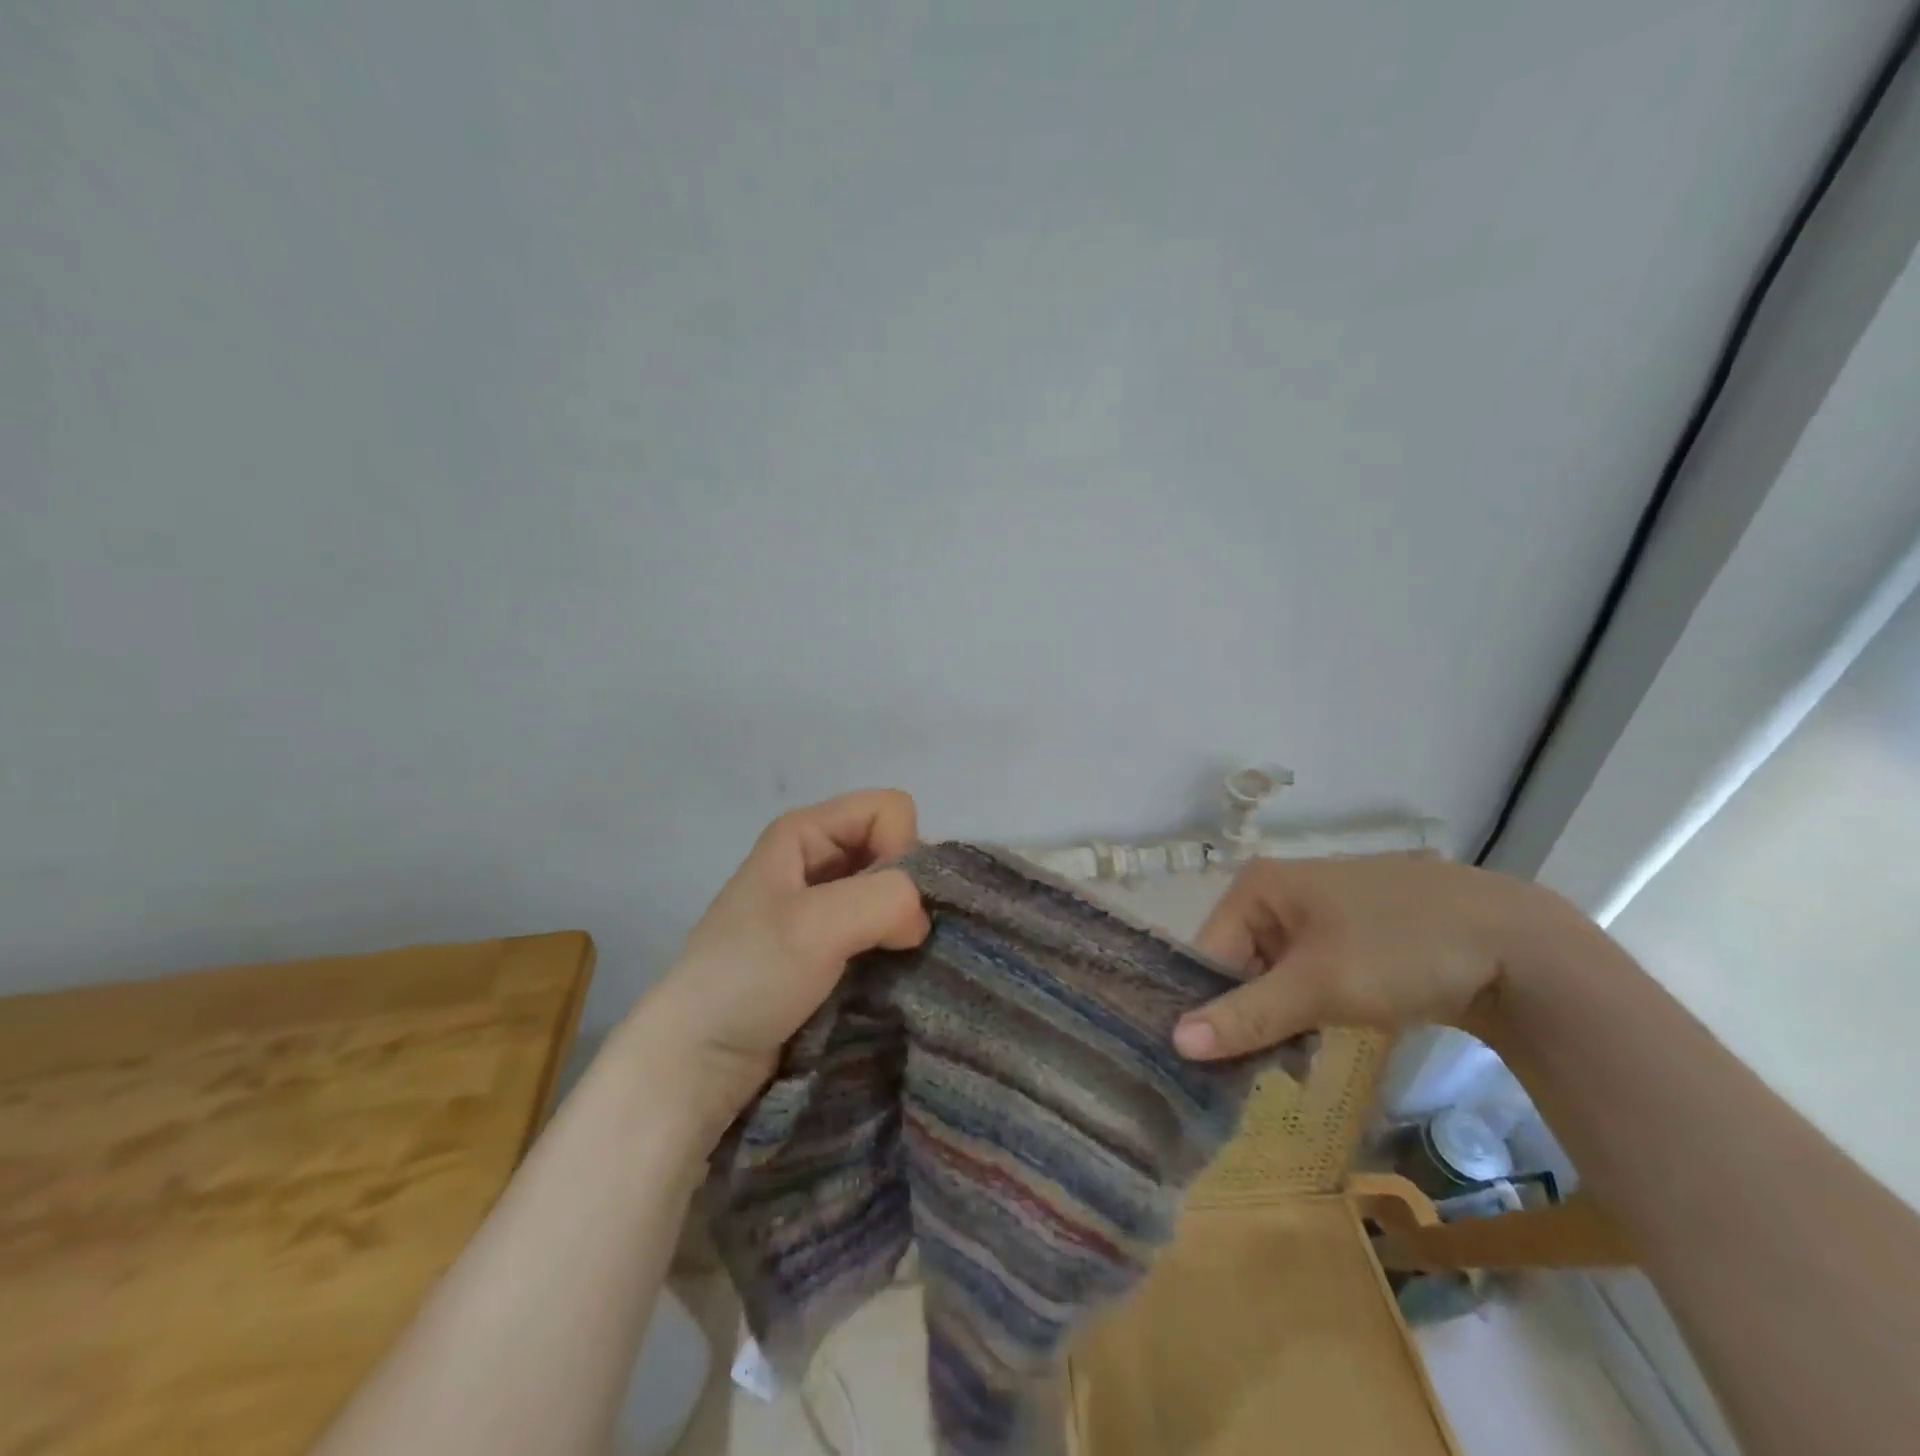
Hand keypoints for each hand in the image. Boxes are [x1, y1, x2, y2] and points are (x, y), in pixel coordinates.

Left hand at [624, 790, 930, 1138]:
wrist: (697, 1059)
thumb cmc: (748, 976)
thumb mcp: (817, 924)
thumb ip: (887, 899)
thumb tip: (922, 920)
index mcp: (805, 832)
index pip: (891, 810)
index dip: (899, 849)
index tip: (883, 905)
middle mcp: (817, 858)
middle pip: (895, 848)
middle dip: (904, 891)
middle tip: (887, 940)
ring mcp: (824, 905)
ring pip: (892, 893)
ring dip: (900, 926)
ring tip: (885, 962)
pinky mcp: (831, 947)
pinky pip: (882, 929)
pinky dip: (891, 949)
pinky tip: (882, 975)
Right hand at [1172, 854, 1573, 1060]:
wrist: (1518, 945)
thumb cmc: (1399, 948)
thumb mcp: (1318, 985)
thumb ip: (1247, 1015)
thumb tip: (1175, 1042)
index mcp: (1258, 885)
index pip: (1209, 951)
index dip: (1211, 1005)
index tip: (1218, 1062)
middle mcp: (1281, 892)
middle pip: (1240, 963)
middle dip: (1250, 1014)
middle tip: (1261, 1067)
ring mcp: (1319, 913)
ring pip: (1276, 974)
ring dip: (1281, 1017)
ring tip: (1294, 1059)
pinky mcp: (1353, 936)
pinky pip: (1310, 975)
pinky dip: (1311, 1008)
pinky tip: (1323, 1039)